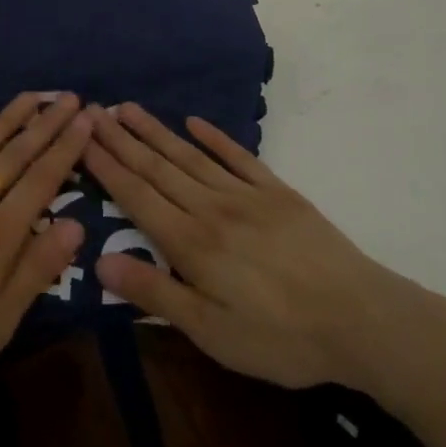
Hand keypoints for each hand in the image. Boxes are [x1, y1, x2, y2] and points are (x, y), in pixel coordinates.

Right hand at [87, 103, 435, 394]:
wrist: (363, 319)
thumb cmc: (281, 337)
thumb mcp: (212, 332)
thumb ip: (156, 294)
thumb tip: (100, 262)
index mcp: (191, 243)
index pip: (137, 196)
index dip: (107, 166)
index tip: (82, 137)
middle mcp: (211, 208)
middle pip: (157, 168)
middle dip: (122, 140)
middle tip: (94, 110)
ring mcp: (247, 195)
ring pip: (190, 156)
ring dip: (156, 131)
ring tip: (128, 108)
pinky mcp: (279, 193)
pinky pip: (238, 157)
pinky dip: (214, 137)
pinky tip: (194, 122)